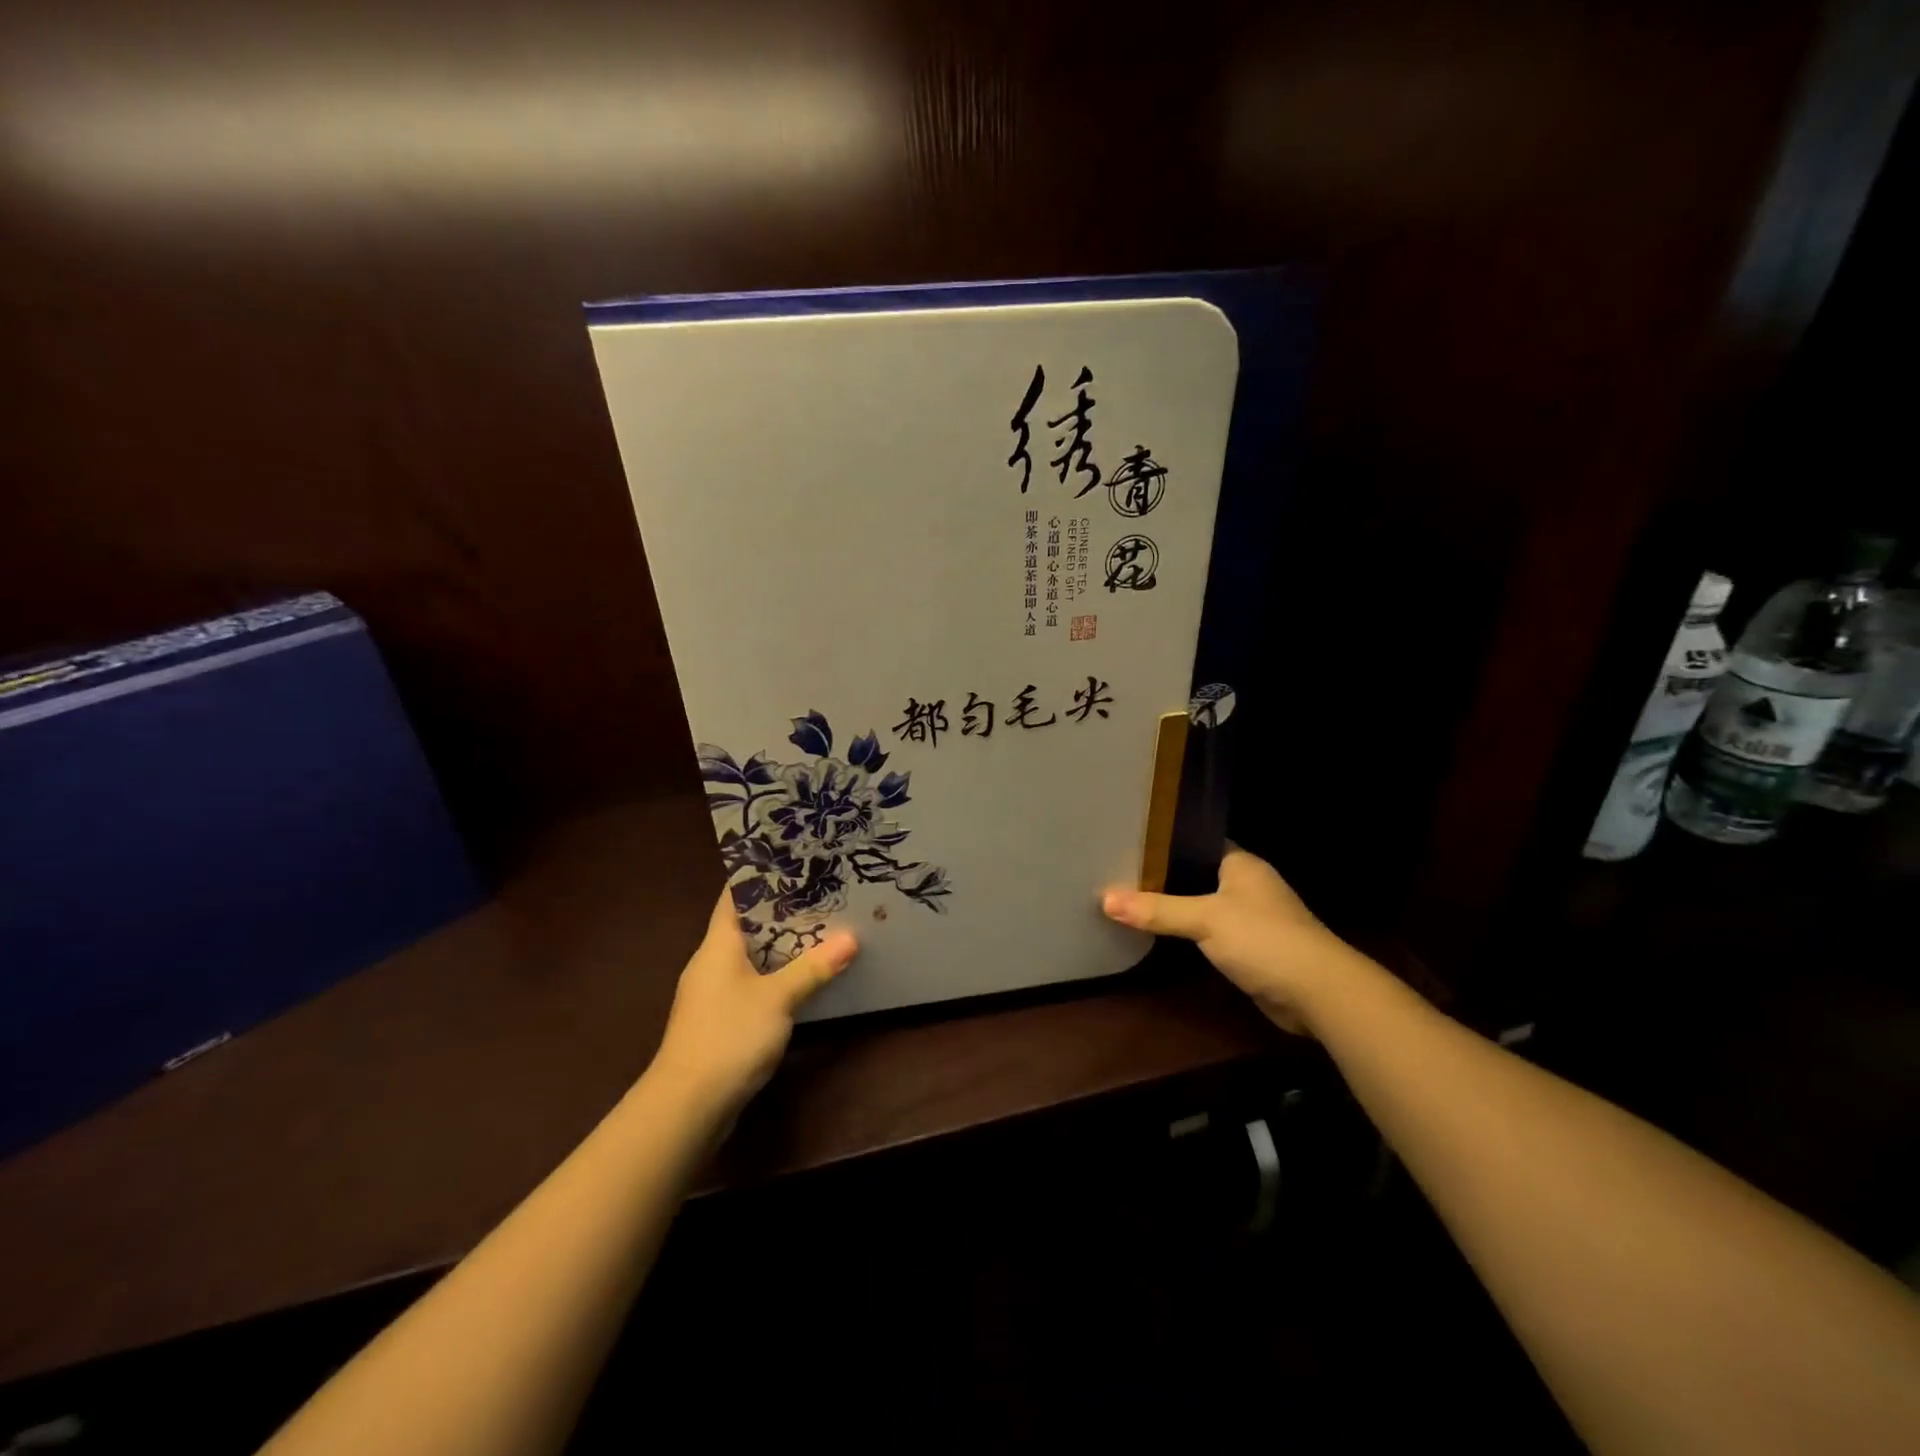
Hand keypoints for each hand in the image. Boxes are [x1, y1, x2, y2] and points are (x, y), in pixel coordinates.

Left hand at [649, 893, 857, 1119]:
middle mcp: (711, 963)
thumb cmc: (728, 1037)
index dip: (760, 876)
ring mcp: (714, 994)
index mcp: (717, 945)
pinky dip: (777, 975)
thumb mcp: (778, 999)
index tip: (793, 861)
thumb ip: (813, 968)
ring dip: (782, 946)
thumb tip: (851, 938)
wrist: (687, 1107)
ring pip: (752, 957)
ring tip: (822, 928)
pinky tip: (804, 977)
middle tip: (822, 893)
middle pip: (747, 926)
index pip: (734, 897)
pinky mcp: (721, 1021)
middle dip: (782, 911)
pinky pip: (753, 984)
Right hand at [1103, 848, 1356, 1034]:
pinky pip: (1211, 932)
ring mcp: (1252, 917)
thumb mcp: (1205, 919)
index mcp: (1241, 863)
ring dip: (1176, 907)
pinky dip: (1189, 933)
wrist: (1317, 992)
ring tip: (1130, 899)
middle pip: (1196, 874)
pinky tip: (1160, 933)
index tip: (1128, 842)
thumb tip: (1105, 899)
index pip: (1196, 842)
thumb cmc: (1263, 939)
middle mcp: (1248, 884)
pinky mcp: (1251, 947)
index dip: (1164, 843)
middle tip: (1119, 872)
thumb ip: (1157, 910)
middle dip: (1163, 877)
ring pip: (1203, 905)